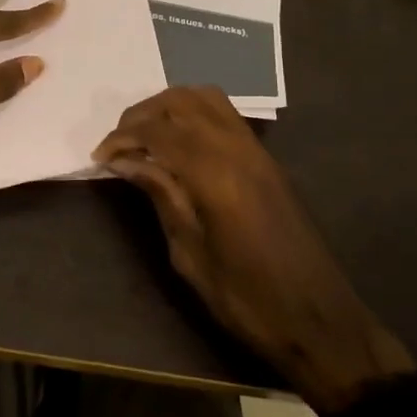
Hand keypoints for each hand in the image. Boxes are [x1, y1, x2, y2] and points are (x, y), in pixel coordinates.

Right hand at [94, 87, 414, 415]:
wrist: (318, 318)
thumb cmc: (246, 298)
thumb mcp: (190, 254)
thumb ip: (161, 196)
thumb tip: (126, 162)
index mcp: (215, 175)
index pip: (158, 132)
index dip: (122, 138)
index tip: (98, 157)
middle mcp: (236, 148)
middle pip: (179, 102)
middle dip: (141, 115)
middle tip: (118, 145)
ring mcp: (256, 149)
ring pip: (204, 98)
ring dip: (168, 107)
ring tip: (144, 137)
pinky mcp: (266, 158)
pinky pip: (224, 114)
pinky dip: (193, 113)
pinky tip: (178, 143)